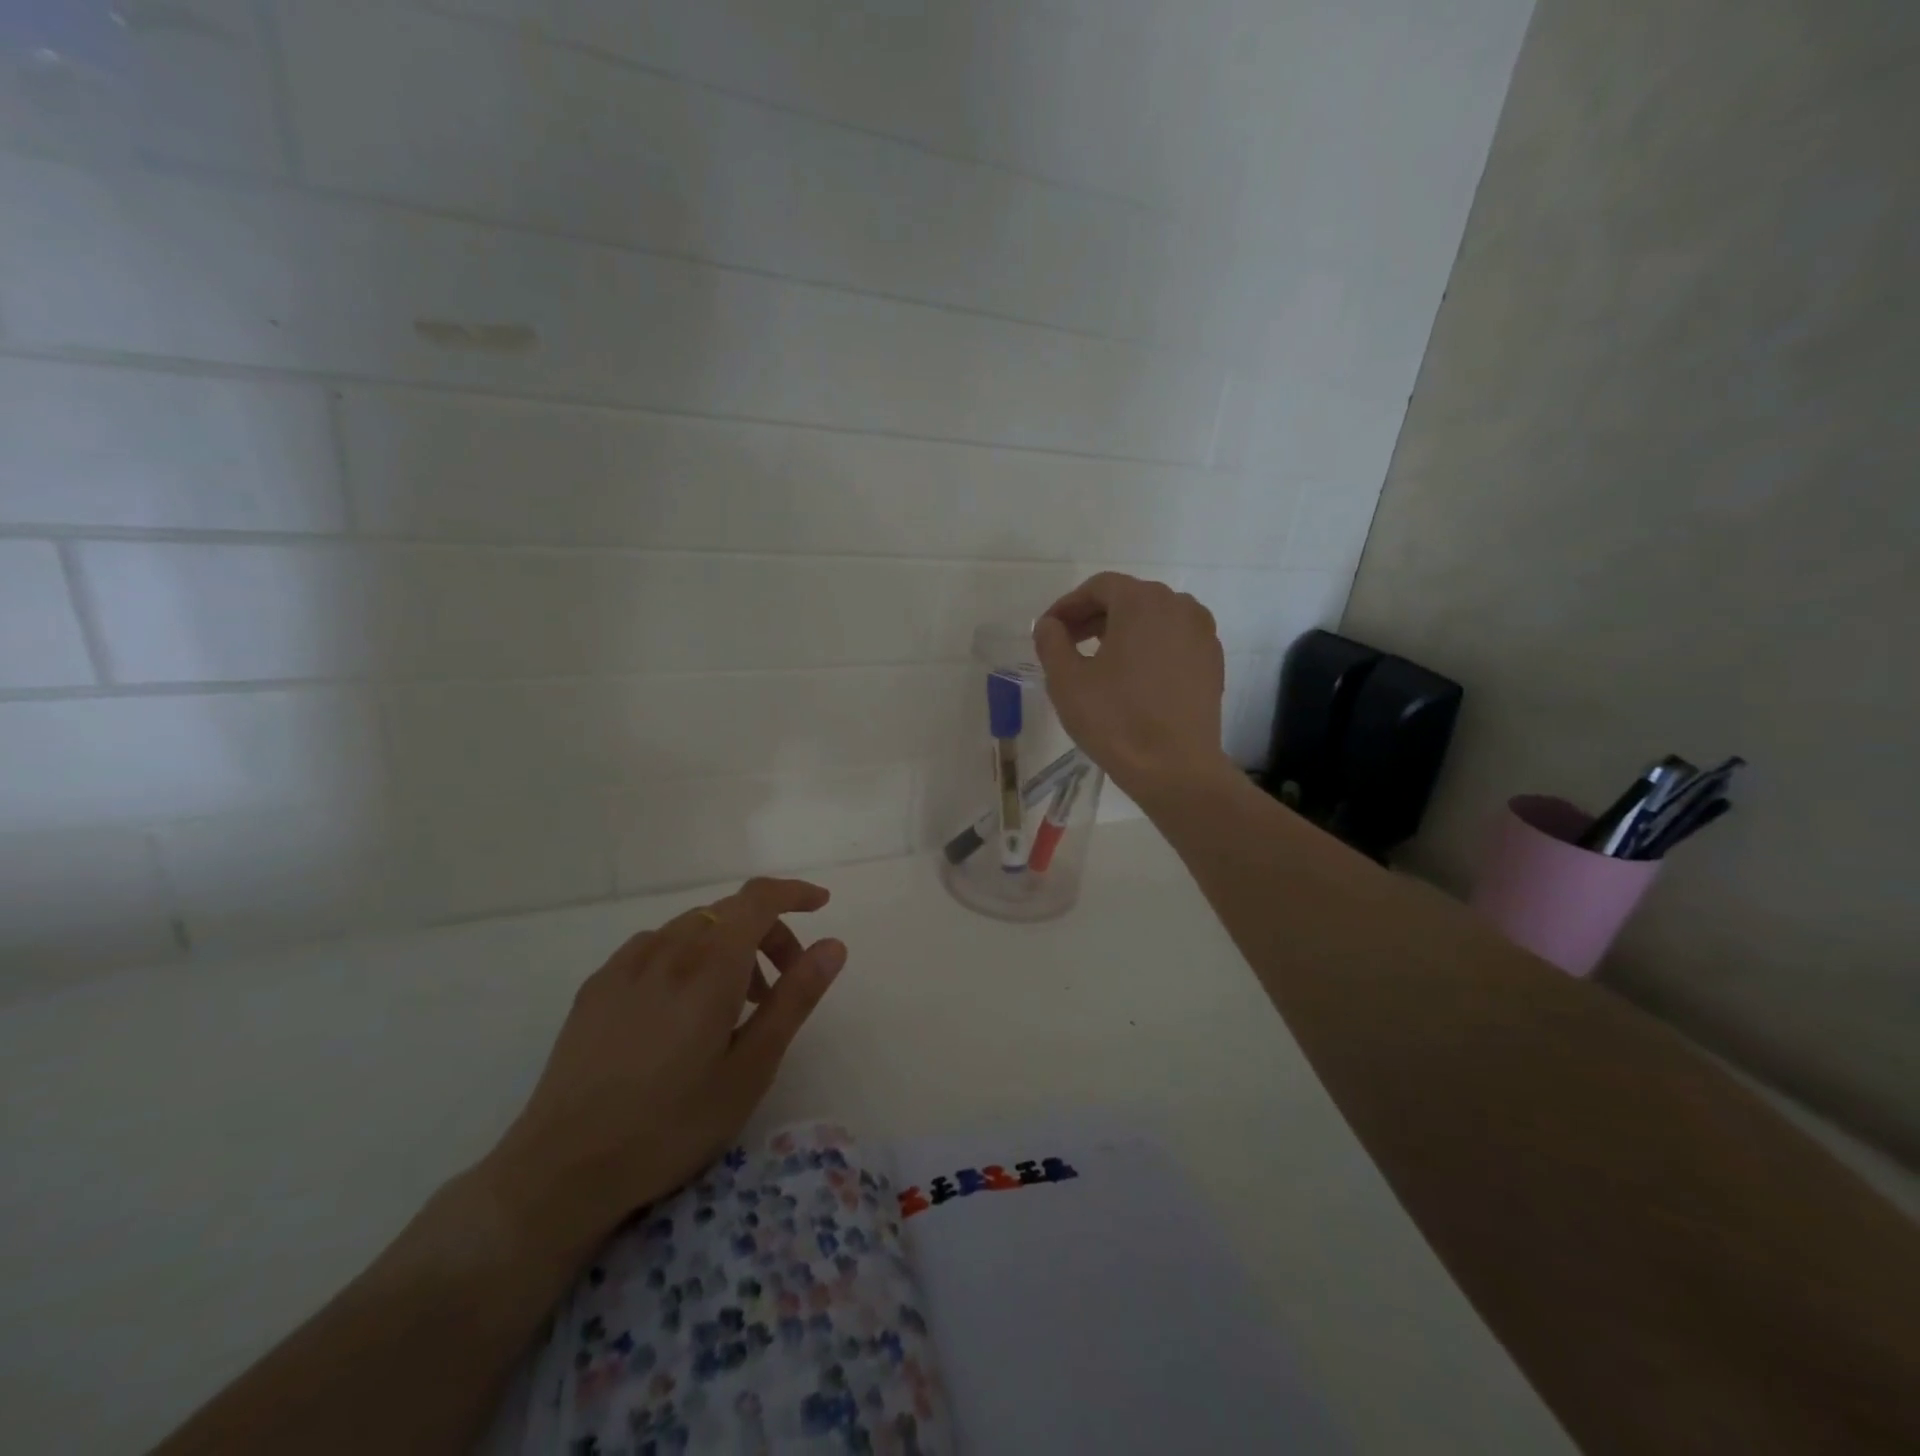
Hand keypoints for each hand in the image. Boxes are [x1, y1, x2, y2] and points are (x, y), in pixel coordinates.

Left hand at [480, 878, 845, 1252]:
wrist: (562, 1169)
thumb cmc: (672, 1123)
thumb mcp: (751, 1067)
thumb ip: (795, 998)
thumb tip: (833, 945)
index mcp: (710, 965)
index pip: (760, 899)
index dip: (795, 893)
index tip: (821, 906)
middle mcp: (668, 948)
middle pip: (730, 912)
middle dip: (768, 933)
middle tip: (782, 988)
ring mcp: (626, 964)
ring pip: (693, 928)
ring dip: (728, 948)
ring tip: (733, 1007)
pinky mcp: (597, 985)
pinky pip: (656, 947)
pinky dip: (687, 957)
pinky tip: (680, 1009)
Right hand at [1035, 572, 1234, 804]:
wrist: (1175, 769)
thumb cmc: (1115, 720)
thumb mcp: (1066, 680)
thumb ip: (1051, 642)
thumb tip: (1050, 625)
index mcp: (1142, 602)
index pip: (1098, 587)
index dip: (1068, 605)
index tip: (1049, 630)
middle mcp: (1179, 606)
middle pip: (1128, 598)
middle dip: (1094, 616)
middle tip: (1068, 644)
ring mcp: (1202, 633)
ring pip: (1154, 618)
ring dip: (1122, 630)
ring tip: (1098, 659)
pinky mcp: (1212, 661)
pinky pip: (1174, 640)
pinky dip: (1149, 646)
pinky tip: (1133, 677)